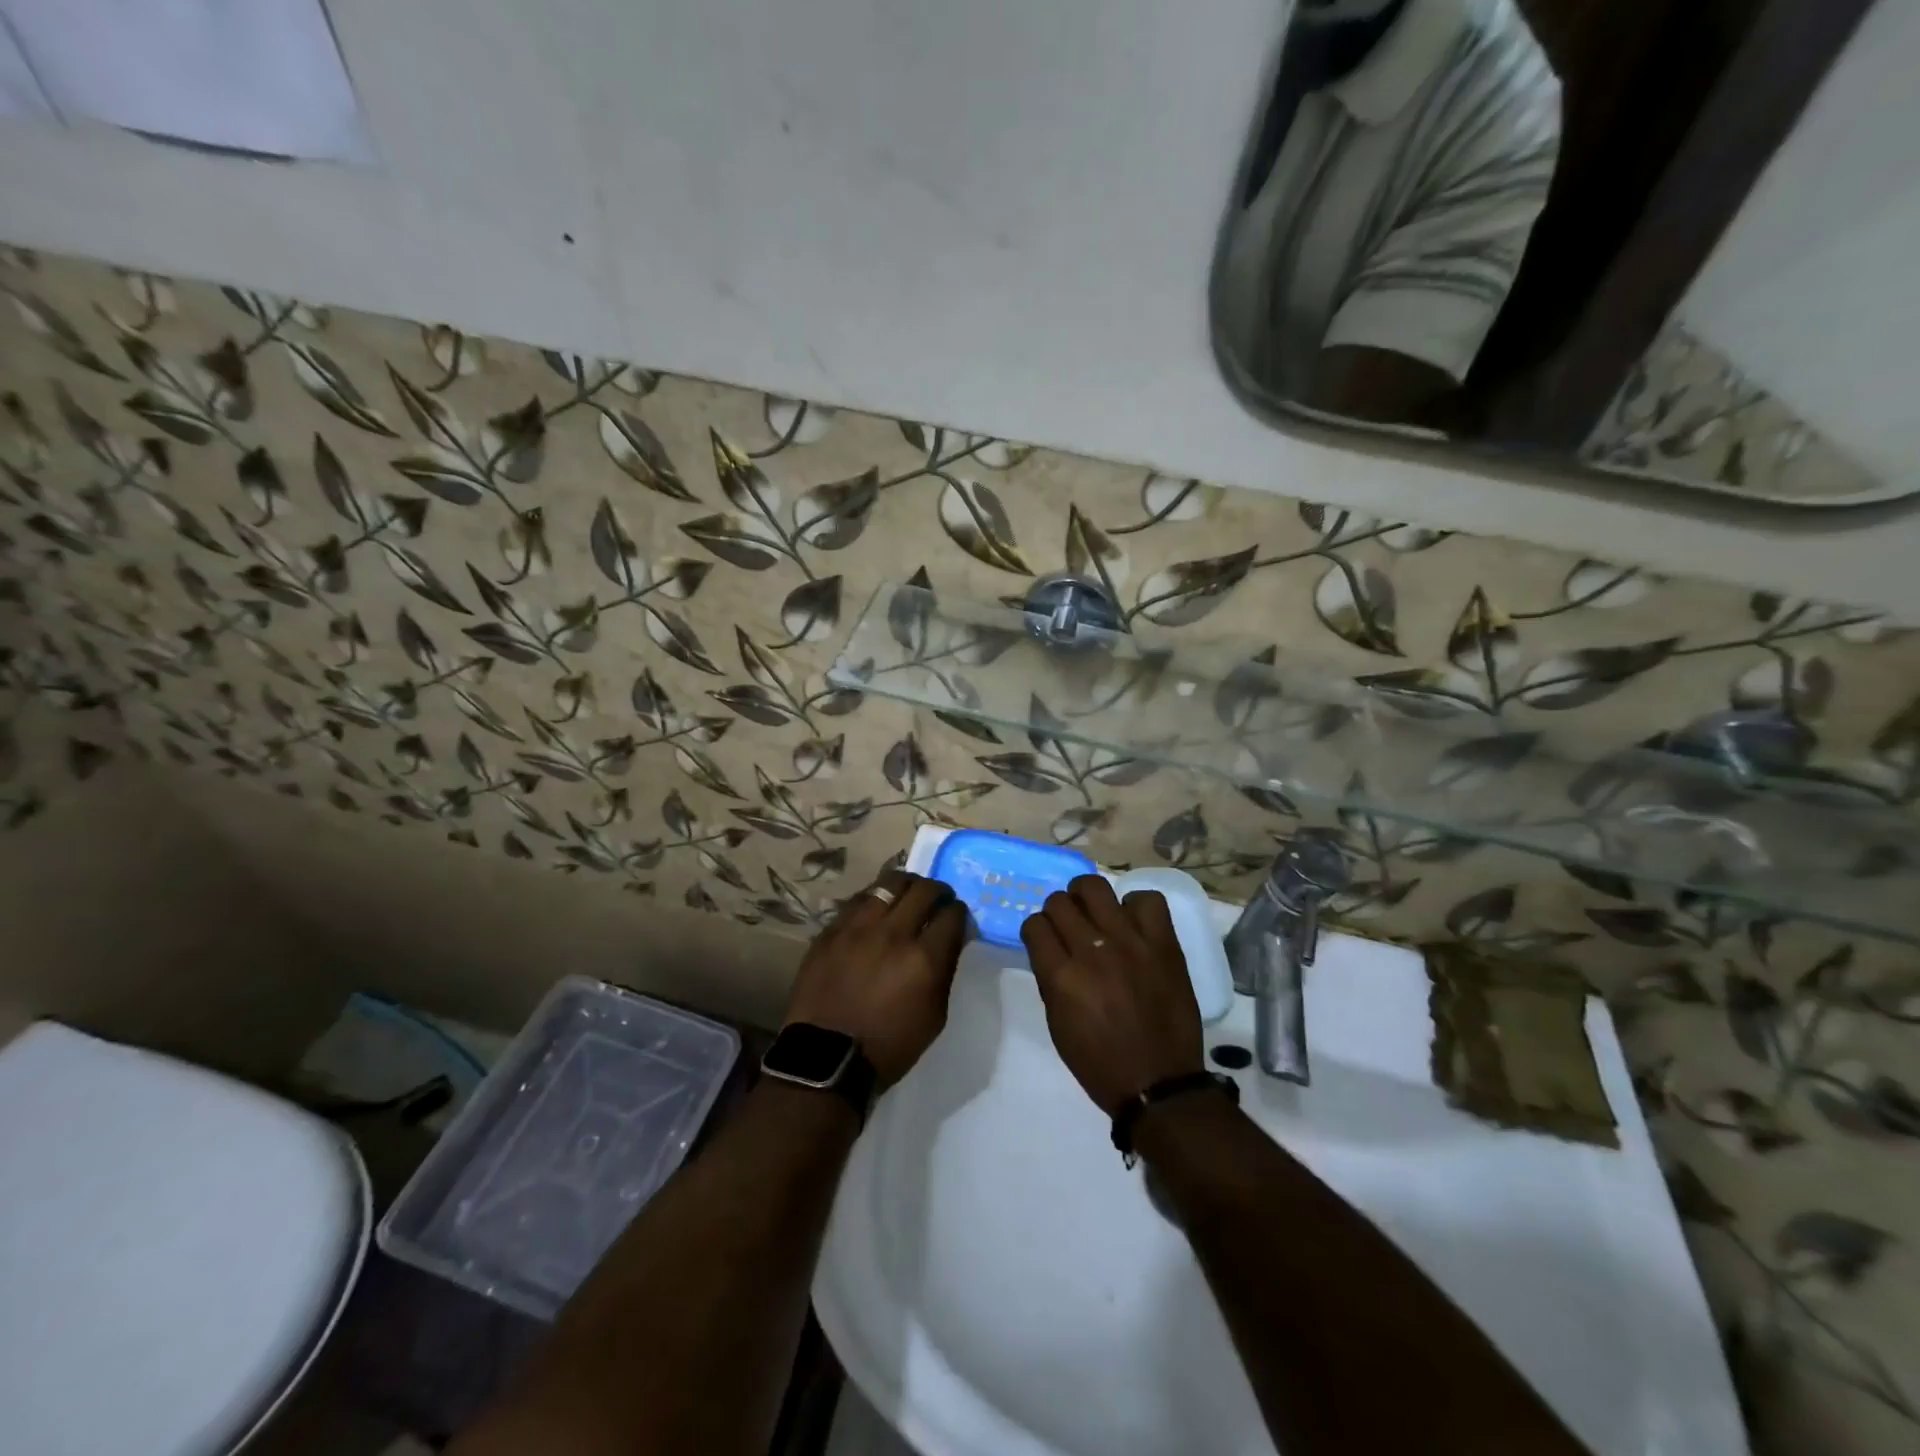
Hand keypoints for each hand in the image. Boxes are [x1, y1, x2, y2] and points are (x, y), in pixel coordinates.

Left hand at [784, 869, 968, 1088]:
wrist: (826, 1058)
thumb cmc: (889, 1045)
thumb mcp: (934, 1016)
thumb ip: (945, 970)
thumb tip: (950, 939)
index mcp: (924, 959)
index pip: (953, 914)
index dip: (960, 913)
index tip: (957, 920)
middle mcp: (893, 934)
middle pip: (925, 889)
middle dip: (939, 892)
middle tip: (938, 902)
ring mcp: (858, 927)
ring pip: (890, 883)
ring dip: (907, 886)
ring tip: (908, 896)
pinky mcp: (832, 929)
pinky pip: (859, 899)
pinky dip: (876, 900)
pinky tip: (877, 911)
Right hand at [1021, 875, 1204, 1115]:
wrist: (1160, 1084)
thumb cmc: (1100, 1063)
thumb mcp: (1058, 1026)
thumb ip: (1050, 980)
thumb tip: (1051, 949)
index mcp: (1062, 977)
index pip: (1035, 925)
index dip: (1037, 931)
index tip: (1045, 941)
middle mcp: (1092, 951)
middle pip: (1060, 902)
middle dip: (1058, 912)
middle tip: (1069, 928)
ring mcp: (1131, 943)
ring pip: (1096, 888)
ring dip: (1087, 897)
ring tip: (1095, 912)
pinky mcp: (1164, 944)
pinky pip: (1147, 900)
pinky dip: (1135, 906)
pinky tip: (1132, 924)